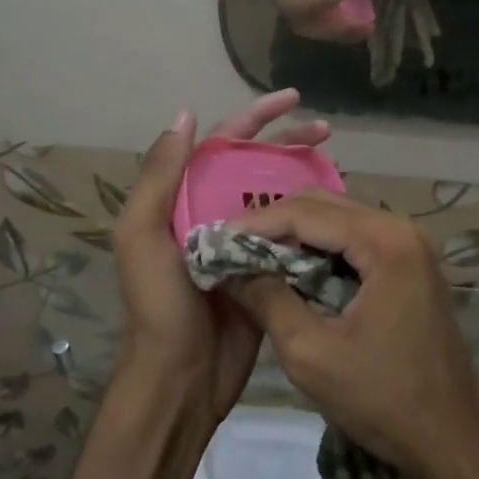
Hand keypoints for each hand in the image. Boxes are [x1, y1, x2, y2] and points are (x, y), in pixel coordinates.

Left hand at [112, 91, 331, 431]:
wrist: (179, 379)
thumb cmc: (159, 305)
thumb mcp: (141, 235)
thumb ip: (159, 177)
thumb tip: (185, 116)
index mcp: (183, 198)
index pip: (223, 143)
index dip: (256, 117)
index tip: (293, 99)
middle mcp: (213, 213)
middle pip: (256, 164)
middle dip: (288, 141)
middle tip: (327, 130)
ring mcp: (242, 243)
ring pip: (277, 196)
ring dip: (303, 175)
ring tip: (337, 162)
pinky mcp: (265, 271)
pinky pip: (291, 235)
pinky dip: (311, 217)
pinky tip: (337, 209)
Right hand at [224, 191, 478, 478]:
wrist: (453, 440)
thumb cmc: (383, 400)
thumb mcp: (311, 354)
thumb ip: (267, 300)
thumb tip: (229, 268)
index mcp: (386, 242)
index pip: (307, 213)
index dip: (257, 224)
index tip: (216, 241)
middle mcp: (402, 228)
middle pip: (325, 206)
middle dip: (275, 224)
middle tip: (232, 249)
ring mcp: (411, 245)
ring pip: (339, 220)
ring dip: (297, 236)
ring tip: (254, 259)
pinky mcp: (411, 264)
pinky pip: (356, 241)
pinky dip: (321, 250)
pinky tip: (293, 270)